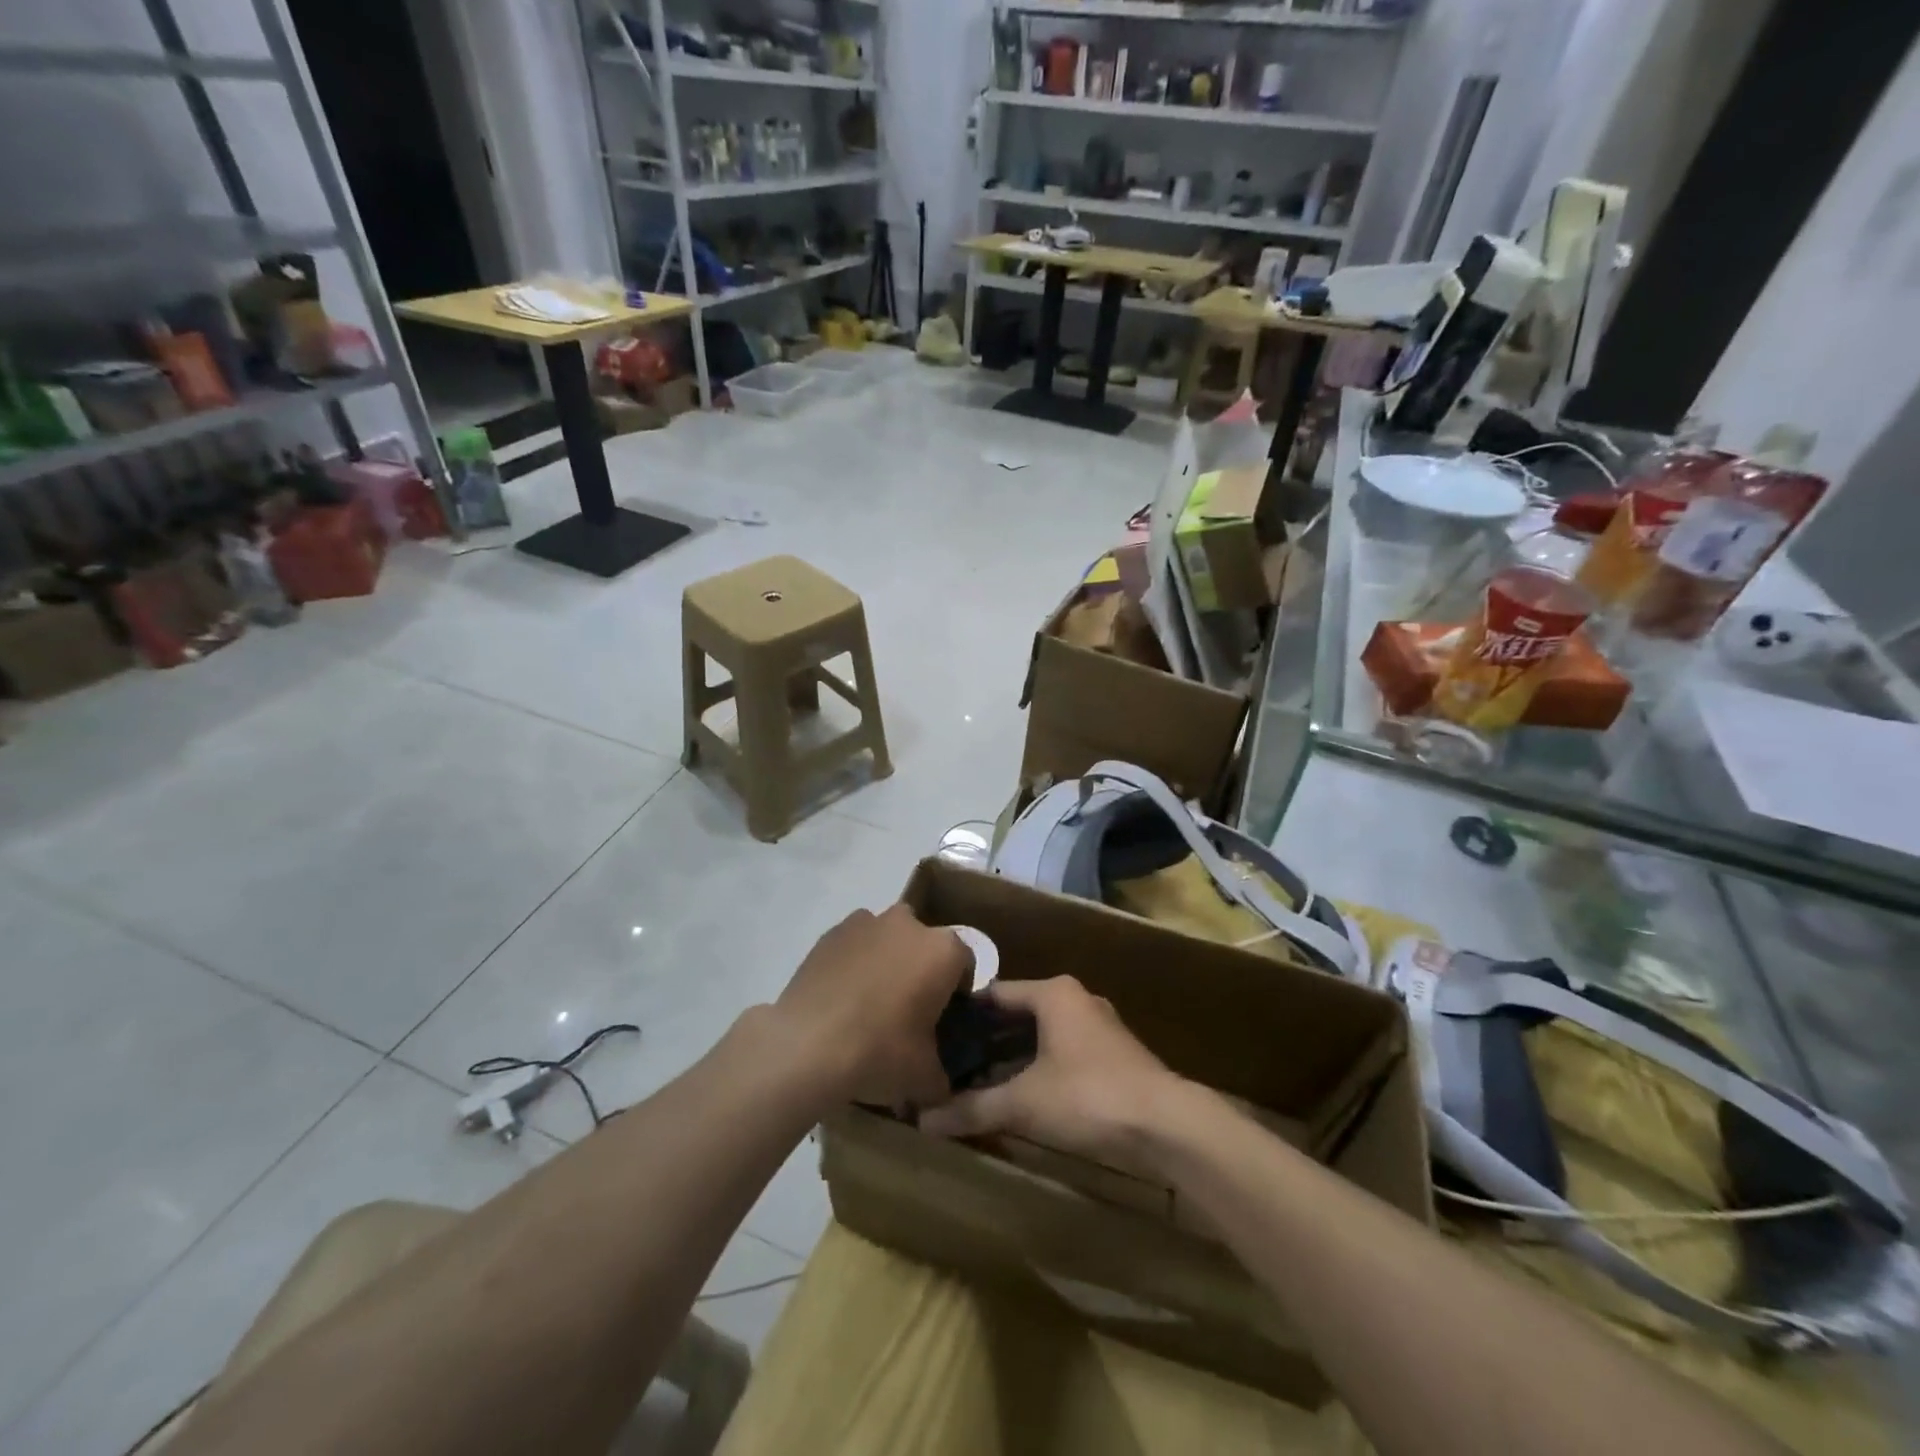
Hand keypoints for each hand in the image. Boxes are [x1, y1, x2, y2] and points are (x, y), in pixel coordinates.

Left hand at [773, 904, 973, 1110]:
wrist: (806, 1045)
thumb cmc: (880, 1052)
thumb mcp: (925, 1077)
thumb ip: (942, 1074)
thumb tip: (940, 1082)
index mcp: (943, 951)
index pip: (965, 964)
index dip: (957, 993)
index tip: (943, 1019)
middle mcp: (909, 924)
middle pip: (925, 945)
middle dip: (921, 970)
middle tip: (907, 1011)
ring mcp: (866, 922)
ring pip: (888, 939)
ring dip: (887, 962)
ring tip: (869, 1004)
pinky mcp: (831, 932)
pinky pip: (854, 945)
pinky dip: (854, 963)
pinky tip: (841, 999)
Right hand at [918, 977, 1186, 1165]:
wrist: (1167, 1125)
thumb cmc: (1088, 1096)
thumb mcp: (1024, 1103)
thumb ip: (974, 1108)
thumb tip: (922, 1121)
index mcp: (1053, 993)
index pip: (995, 993)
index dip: (964, 1013)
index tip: (934, 1032)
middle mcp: (1076, 999)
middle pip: (1019, 1014)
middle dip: (986, 1039)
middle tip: (950, 1061)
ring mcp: (1098, 1026)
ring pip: (1042, 1034)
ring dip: (1012, 1056)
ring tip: (977, 1079)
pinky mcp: (1114, 1054)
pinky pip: (1062, 1050)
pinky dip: (1039, 1066)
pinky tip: (1020, 1093)